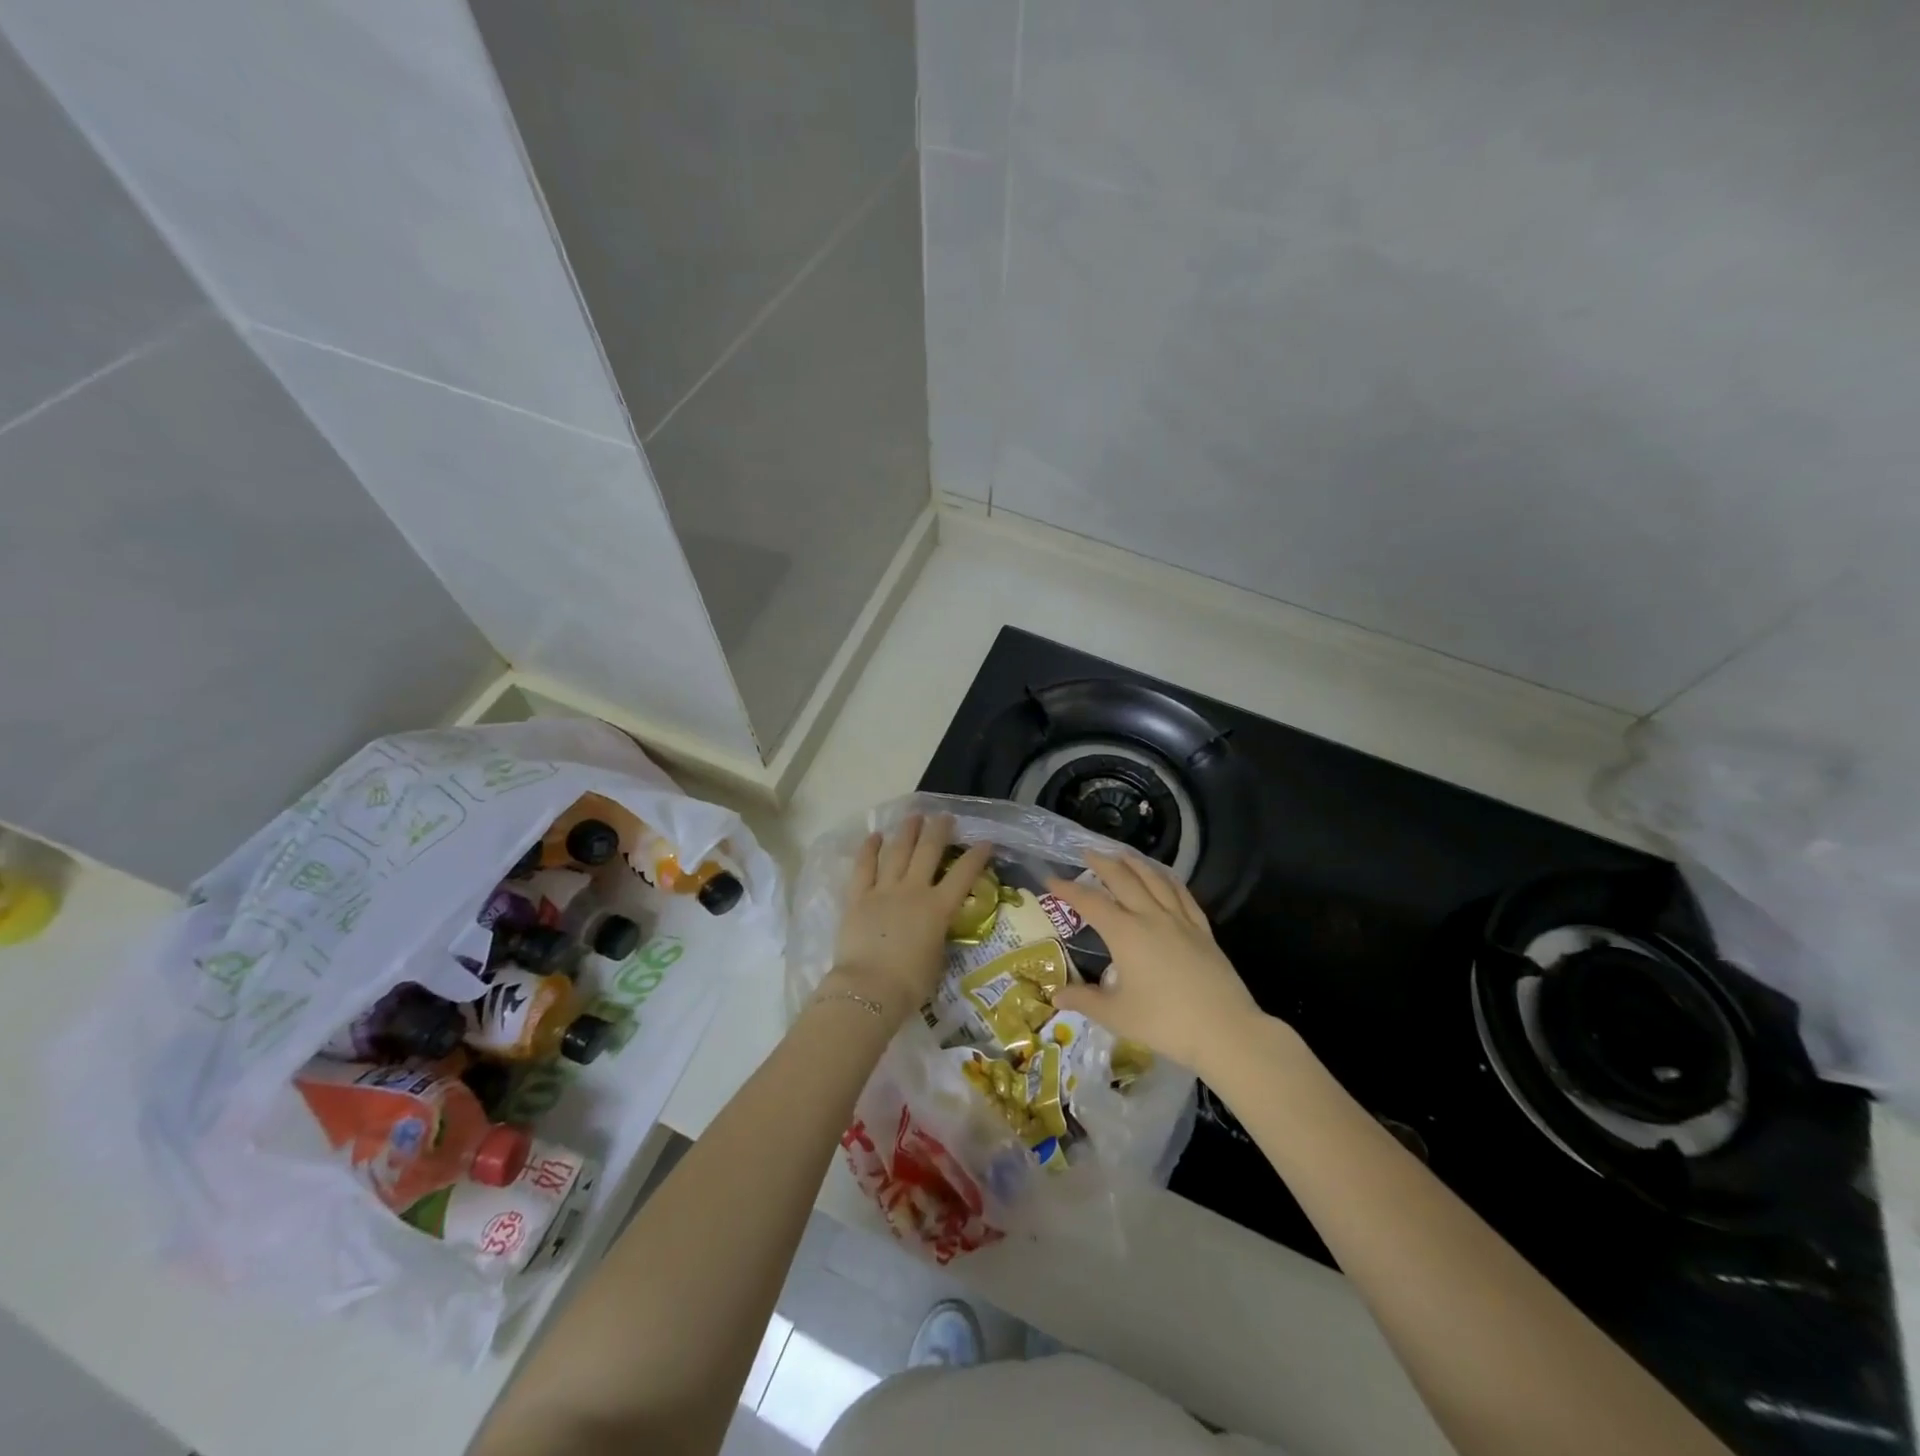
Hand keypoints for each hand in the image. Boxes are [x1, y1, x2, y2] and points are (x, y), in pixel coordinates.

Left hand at [827, 814, 991, 1022]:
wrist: (870, 989)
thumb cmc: (910, 983)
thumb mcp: (937, 959)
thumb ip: (938, 936)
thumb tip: (934, 927)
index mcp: (938, 908)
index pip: (964, 875)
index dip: (976, 856)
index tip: (985, 841)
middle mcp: (913, 890)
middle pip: (928, 851)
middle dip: (939, 831)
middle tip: (944, 817)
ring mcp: (884, 890)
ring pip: (897, 851)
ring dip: (907, 832)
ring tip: (914, 816)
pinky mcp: (857, 897)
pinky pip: (863, 867)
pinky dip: (869, 849)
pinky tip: (875, 836)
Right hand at [1049, 851, 1264, 1073]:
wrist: (1226, 1030)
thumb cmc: (1165, 1022)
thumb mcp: (1116, 1015)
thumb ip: (1084, 1000)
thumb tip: (1056, 995)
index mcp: (1125, 933)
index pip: (1090, 902)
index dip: (1068, 889)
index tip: (1051, 879)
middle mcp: (1151, 917)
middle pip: (1123, 879)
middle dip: (1102, 863)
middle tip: (1087, 852)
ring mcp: (1180, 920)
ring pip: (1154, 880)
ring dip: (1135, 863)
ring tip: (1121, 854)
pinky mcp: (1202, 930)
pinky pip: (1183, 894)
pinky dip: (1168, 879)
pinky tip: (1164, 876)